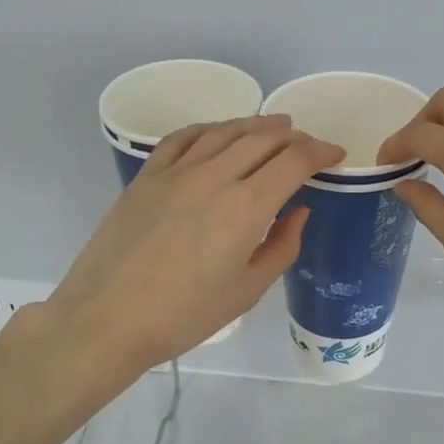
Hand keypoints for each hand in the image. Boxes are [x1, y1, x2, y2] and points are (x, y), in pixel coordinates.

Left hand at [46, 114, 344, 373]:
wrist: (108, 318)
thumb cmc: (185, 315)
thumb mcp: (247, 290)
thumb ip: (281, 246)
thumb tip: (298, 211)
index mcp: (246, 207)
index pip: (294, 161)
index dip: (320, 151)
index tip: (335, 155)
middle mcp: (214, 177)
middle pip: (262, 138)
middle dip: (294, 136)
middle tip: (307, 144)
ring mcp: (176, 172)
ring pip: (224, 131)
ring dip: (256, 125)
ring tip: (274, 127)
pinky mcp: (147, 176)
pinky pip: (183, 138)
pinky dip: (210, 129)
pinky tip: (218, 133)